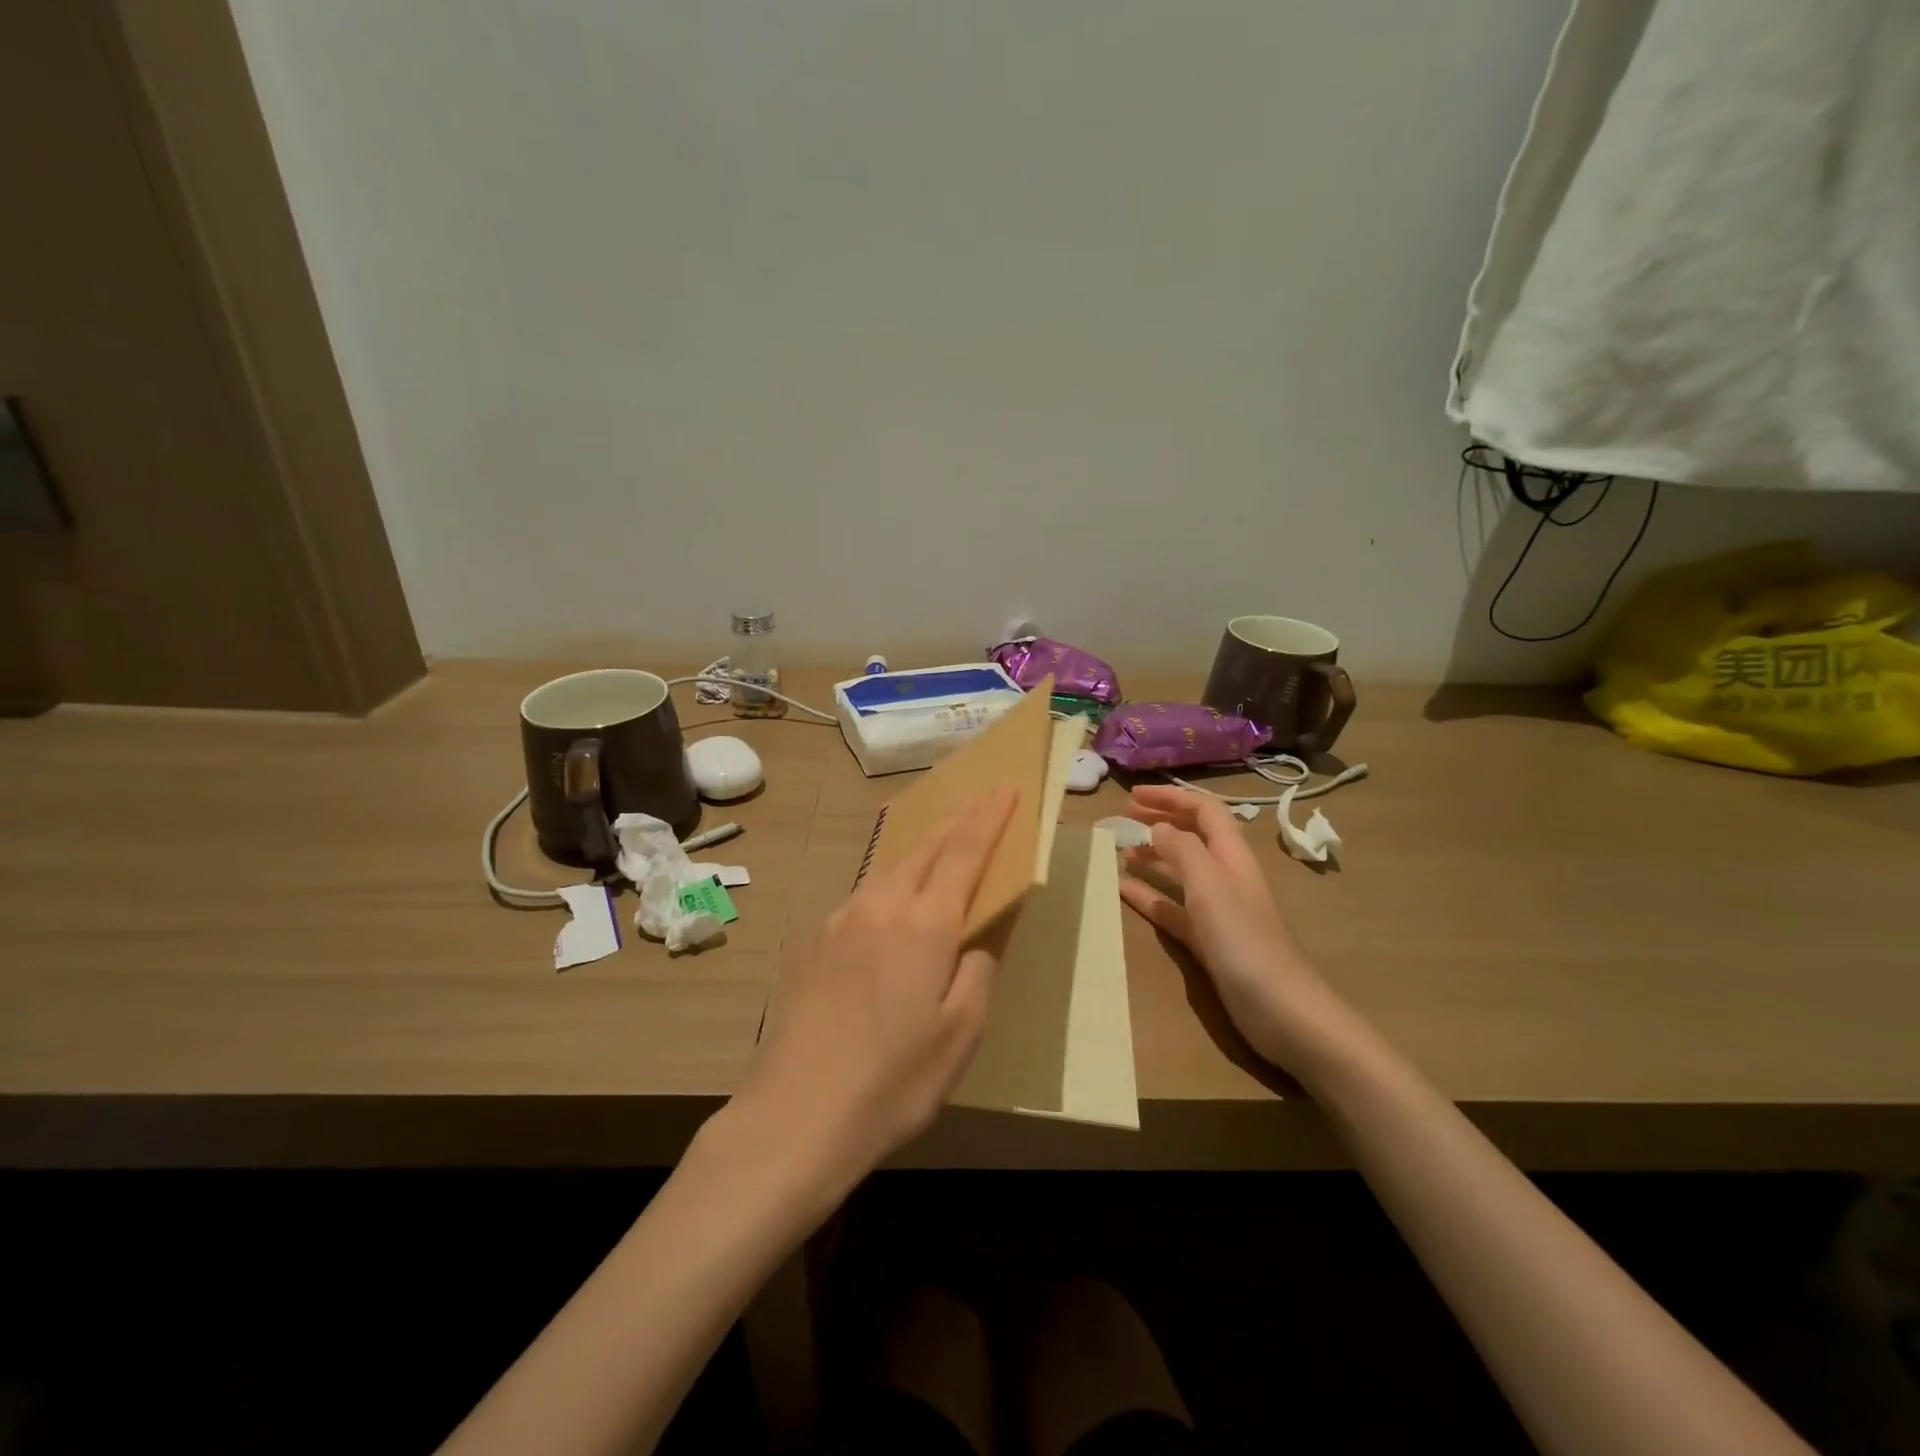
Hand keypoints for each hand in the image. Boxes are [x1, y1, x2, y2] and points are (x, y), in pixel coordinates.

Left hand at [730, 787, 1017, 1203]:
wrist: (794, 1115)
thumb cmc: (893, 1081)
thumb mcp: (961, 1033)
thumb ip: (978, 968)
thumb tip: (981, 931)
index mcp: (924, 923)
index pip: (965, 850)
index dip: (989, 816)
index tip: (1007, 786)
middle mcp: (880, 906)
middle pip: (925, 846)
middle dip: (956, 817)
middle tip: (979, 798)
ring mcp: (841, 920)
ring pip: (891, 866)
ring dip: (923, 845)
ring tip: (942, 836)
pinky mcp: (816, 941)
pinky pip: (866, 893)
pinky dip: (893, 878)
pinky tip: (894, 896)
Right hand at [1119, 785, 1337, 1068]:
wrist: (1281, 1011)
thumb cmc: (1245, 941)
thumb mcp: (1210, 886)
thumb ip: (1183, 850)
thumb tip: (1157, 826)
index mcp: (1232, 857)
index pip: (1203, 811)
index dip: (1170, 798)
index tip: (1132, 795)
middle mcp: (1226, 877)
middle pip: (1192, 837)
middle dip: (1160, 821)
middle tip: (1123, 817)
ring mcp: (1218, 911)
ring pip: (1181, 872)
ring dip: (1153, 857)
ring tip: (1120, 852)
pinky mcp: (1209, 941)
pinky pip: (1173, 909)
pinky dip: (1150, 896)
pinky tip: (1124, 891)